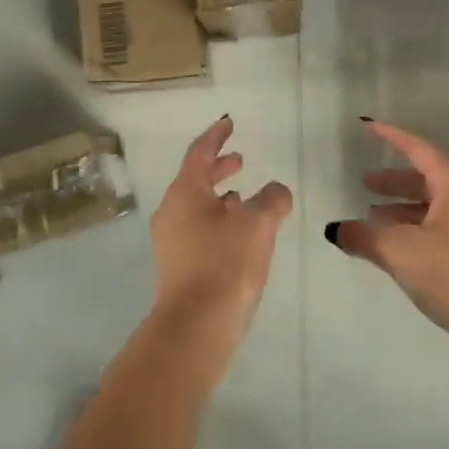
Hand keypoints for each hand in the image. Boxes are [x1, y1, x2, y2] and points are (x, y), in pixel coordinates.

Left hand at [150, 116, 293, 370]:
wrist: (197, 326)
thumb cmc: (226, 264)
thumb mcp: (258, 225)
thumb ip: (272, 199)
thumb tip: (276, 191)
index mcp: (185, 192)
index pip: (199, 152)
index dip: (216, 136)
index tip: (228, 122)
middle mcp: (172, 211)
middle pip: (195, 179)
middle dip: (219, 167)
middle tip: (239, 159)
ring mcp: (171, 241)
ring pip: (197, 206)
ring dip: (220, 197)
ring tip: (245, 196)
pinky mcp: (179, 266)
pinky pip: (199, 229)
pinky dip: (218, 221)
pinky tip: (239, 234)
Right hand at [328, 120, 448, 368]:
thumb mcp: (399, 251)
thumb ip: (364, 237)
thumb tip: (335, 230)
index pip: (418, 150)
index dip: (391, 138)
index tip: (368, 128)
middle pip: (428, 180)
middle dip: (395, 182)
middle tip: (366, 184)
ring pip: (435, 209)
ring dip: (404, 211)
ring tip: (373, 221)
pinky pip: (443, 232)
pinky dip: (417, 232)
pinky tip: (399, 252)